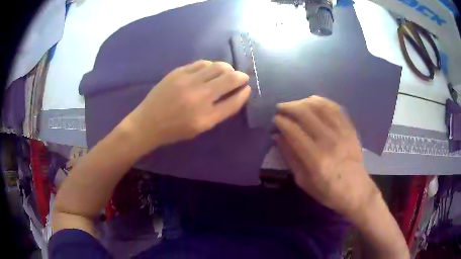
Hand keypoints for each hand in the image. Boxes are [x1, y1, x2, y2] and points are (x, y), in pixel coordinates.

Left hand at [124, 60, 250, 154]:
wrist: (147, 123)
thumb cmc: (175, 130)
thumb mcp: (200, 127)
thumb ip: (220, 111)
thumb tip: (236, 94)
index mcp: (206, 117)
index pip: (234, 101)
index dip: (244, 93)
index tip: (247, 88)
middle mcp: (199, 97)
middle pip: (229, 79)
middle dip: (241, 76)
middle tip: (242, 77)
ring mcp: (188, 81)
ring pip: (218, 66)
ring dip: (227, 68)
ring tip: (227, 72)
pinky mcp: (178, 72)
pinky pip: (202, 63)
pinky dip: (211, 65)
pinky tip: (210, 69)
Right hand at [274, 96, 378, 220]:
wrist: (356, 191)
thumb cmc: (328, 191)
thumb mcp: (304, 181)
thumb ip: (290, 157)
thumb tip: (277, 136)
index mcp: (316, 159)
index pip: (294, 131)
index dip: (281, 121)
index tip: (274, 118)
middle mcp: (329, 142)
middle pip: (306, 114)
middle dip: (289, 107)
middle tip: (281, 108)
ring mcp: (342, 133)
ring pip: (320, 106)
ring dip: (304, 102)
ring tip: (295, 104)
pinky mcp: (350, 129)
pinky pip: (335, 108)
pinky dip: (322, 102)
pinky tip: (313, 102)